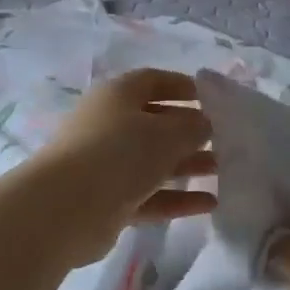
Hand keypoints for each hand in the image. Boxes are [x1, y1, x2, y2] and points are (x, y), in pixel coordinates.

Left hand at [29, 69, 217, 263]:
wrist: (66, 208)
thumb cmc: (119, 154)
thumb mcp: (167, 133)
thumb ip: (193, 126)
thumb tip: (205, 124)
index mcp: (117, 96)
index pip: (153, 81)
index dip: (183, 87)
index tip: (213, 100)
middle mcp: (110, 126)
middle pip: (156, 124)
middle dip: (190, 132)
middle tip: (224, 142)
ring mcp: (107, 165)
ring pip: (154, 162)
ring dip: (188, 165)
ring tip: (223, 173)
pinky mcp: (109, 201)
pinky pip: (150, 195)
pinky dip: (177, 198)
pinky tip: (210, 204)